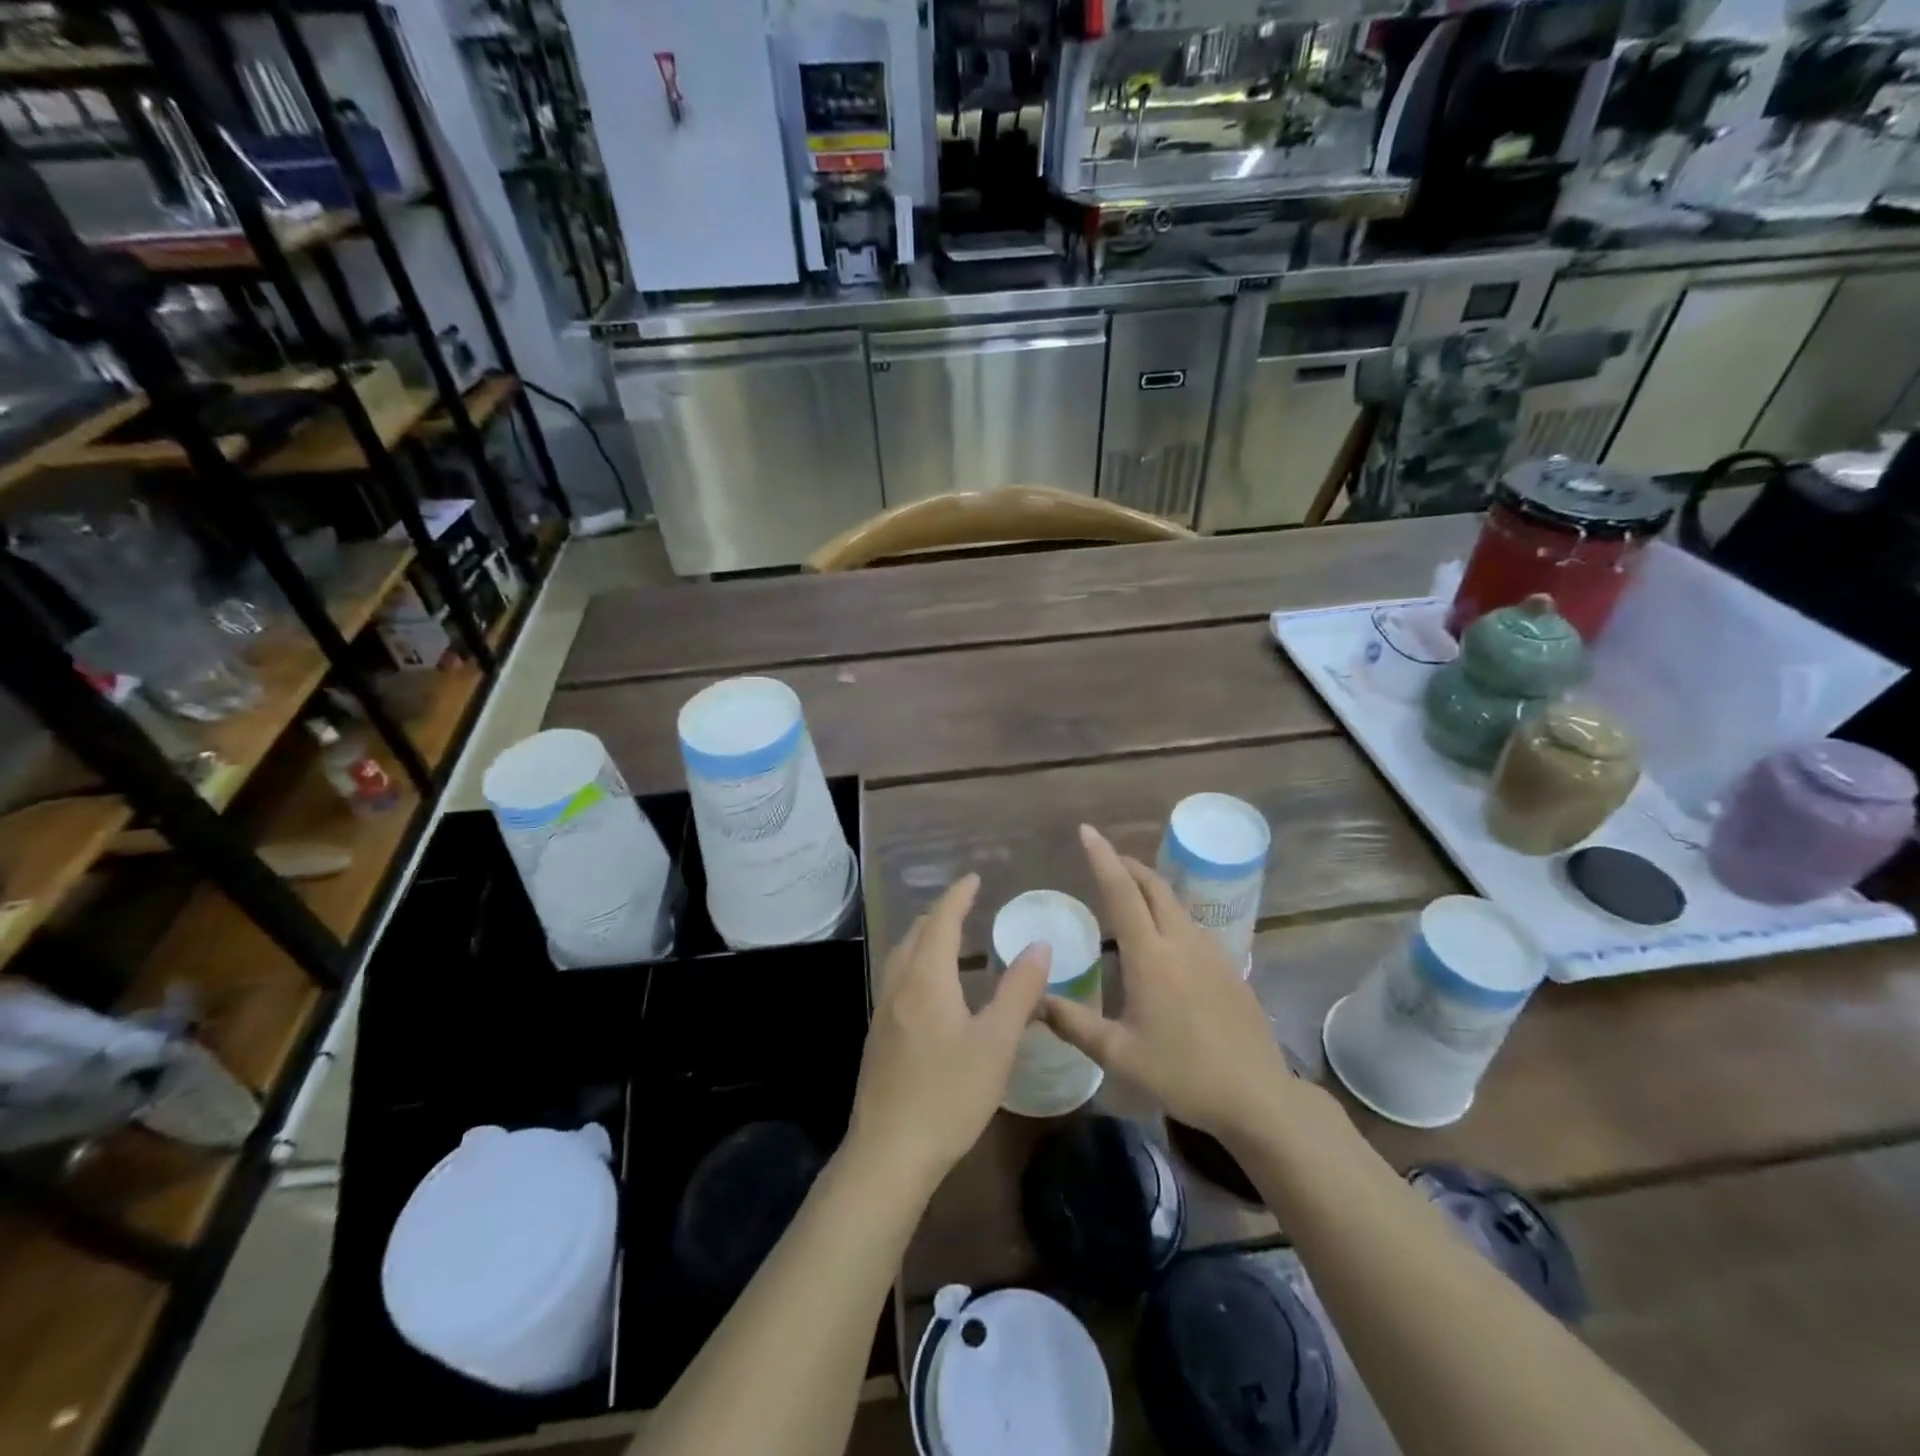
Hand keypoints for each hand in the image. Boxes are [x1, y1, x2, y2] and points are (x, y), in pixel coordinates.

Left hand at [847, 874, 1051, 1196]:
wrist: (889, 1152)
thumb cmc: (949, 1094)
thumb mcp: (997, 1043)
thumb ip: (1019, 991)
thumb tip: (1039, 944)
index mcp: (927, 979)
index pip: (942, 921)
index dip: (958, 896)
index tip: (973, 878)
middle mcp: (899, 985)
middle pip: (916, 934)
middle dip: (940, 912)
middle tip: (965, 903)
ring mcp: (884, 1011)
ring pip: (902, 956)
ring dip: (924, 936)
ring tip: (947, 936)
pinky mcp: (879, 1036)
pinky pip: (897, 977)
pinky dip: (915, 961)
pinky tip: (929, 985)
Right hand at [1043, 825, 1298, 1145]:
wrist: (1257, 1096)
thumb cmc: (1183, 1074)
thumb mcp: (1119, 1055)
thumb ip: (1074, 1024)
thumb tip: (1035, 1002)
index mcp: (1151, 956)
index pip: (1121, 893)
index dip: (1103, 858)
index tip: (1087, 831)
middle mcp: (1181, 942)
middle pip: (1154, 887)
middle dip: (1128, 865)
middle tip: (1105, 857)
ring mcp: (1211, 952)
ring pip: (1175, 903)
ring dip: (1149, 887)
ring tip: (1128, 892)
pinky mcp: (1229, 966)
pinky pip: (1191, 924)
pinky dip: (1168, 912)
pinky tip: (1163, 936)